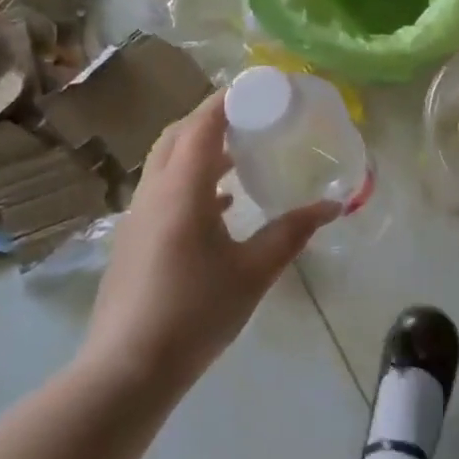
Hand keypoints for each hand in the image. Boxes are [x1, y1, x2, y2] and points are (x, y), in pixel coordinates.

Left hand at [87, 92, 338, 391]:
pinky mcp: (133, 239)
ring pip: (166, 163)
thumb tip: (332, 206)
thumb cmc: (194, 314)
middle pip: (177, 135)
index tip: (257, 87)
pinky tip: (221, 203)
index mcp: (181, 190)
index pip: (202, 124)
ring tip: (240, 154)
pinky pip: (163, 190)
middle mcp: (153, 192)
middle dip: (211, 118)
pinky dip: (190, 181)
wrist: (126, 371)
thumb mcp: (252, 272)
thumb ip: (291, 233)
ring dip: (199, 149)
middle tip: (249, 116)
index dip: (227, 100)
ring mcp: (137, 216)